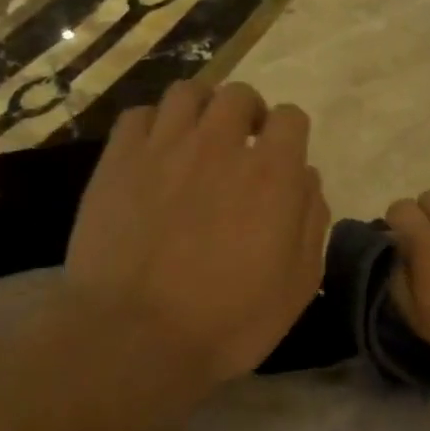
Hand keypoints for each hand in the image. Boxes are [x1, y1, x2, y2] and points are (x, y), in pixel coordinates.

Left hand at [61, 81, 328, 391]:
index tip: (282, 160)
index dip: (290, 134)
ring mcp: (164, 147)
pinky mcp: (118, 161)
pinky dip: (153, 125)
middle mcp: (220, 145)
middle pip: (239, 95)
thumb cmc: (228, 321)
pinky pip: (138, 115)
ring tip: (197, 140)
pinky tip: (153, 153)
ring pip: (188, 92)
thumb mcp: (297, 284)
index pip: (291, 117)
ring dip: (201, 109)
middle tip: (241, 147)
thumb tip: (307, 179)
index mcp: (272, 173)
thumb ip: (310, 221)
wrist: (134, 338)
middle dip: (248, 114)